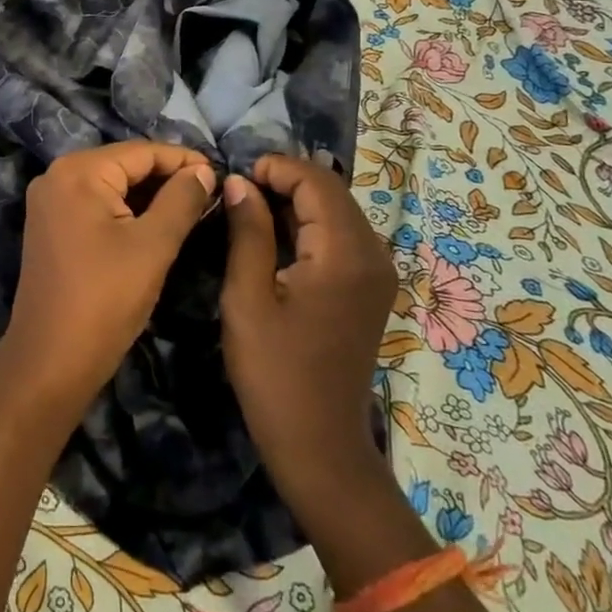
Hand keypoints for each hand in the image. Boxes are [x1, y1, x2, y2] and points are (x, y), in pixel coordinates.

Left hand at [0, 142, 217, 416]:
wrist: (51, 359)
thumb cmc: (106, 299)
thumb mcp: (153, 246)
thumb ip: (181, 200)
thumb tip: (203, 171)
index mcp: (77, 172)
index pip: (140, 151)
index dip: (183, 160)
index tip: (220, 173)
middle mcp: (56, 176)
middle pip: (123, 164)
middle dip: (166, 176)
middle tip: (210, 191)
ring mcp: (49, 202)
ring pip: (110, 185)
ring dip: (148, 194)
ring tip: (192, 205)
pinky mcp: (50, 226)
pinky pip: (95, 204)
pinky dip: (126, 209)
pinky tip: (156, 221)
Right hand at [220, 154, 396, 509]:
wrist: (318, 443)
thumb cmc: (274, 371)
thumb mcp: (247, 296)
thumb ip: (247, 231)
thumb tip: (240, 182)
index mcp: (345, 254)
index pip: (316, 181)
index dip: (275, 168)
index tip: (234, 178)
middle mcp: (373, 254)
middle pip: (331, 192)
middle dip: (284, 180)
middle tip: (237, 191)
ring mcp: (377, 273)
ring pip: (336, 211)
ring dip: (295, 201)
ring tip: (248, 209)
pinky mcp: (369, 288)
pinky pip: (340, 236)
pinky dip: (308, 225)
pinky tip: (274, 237)